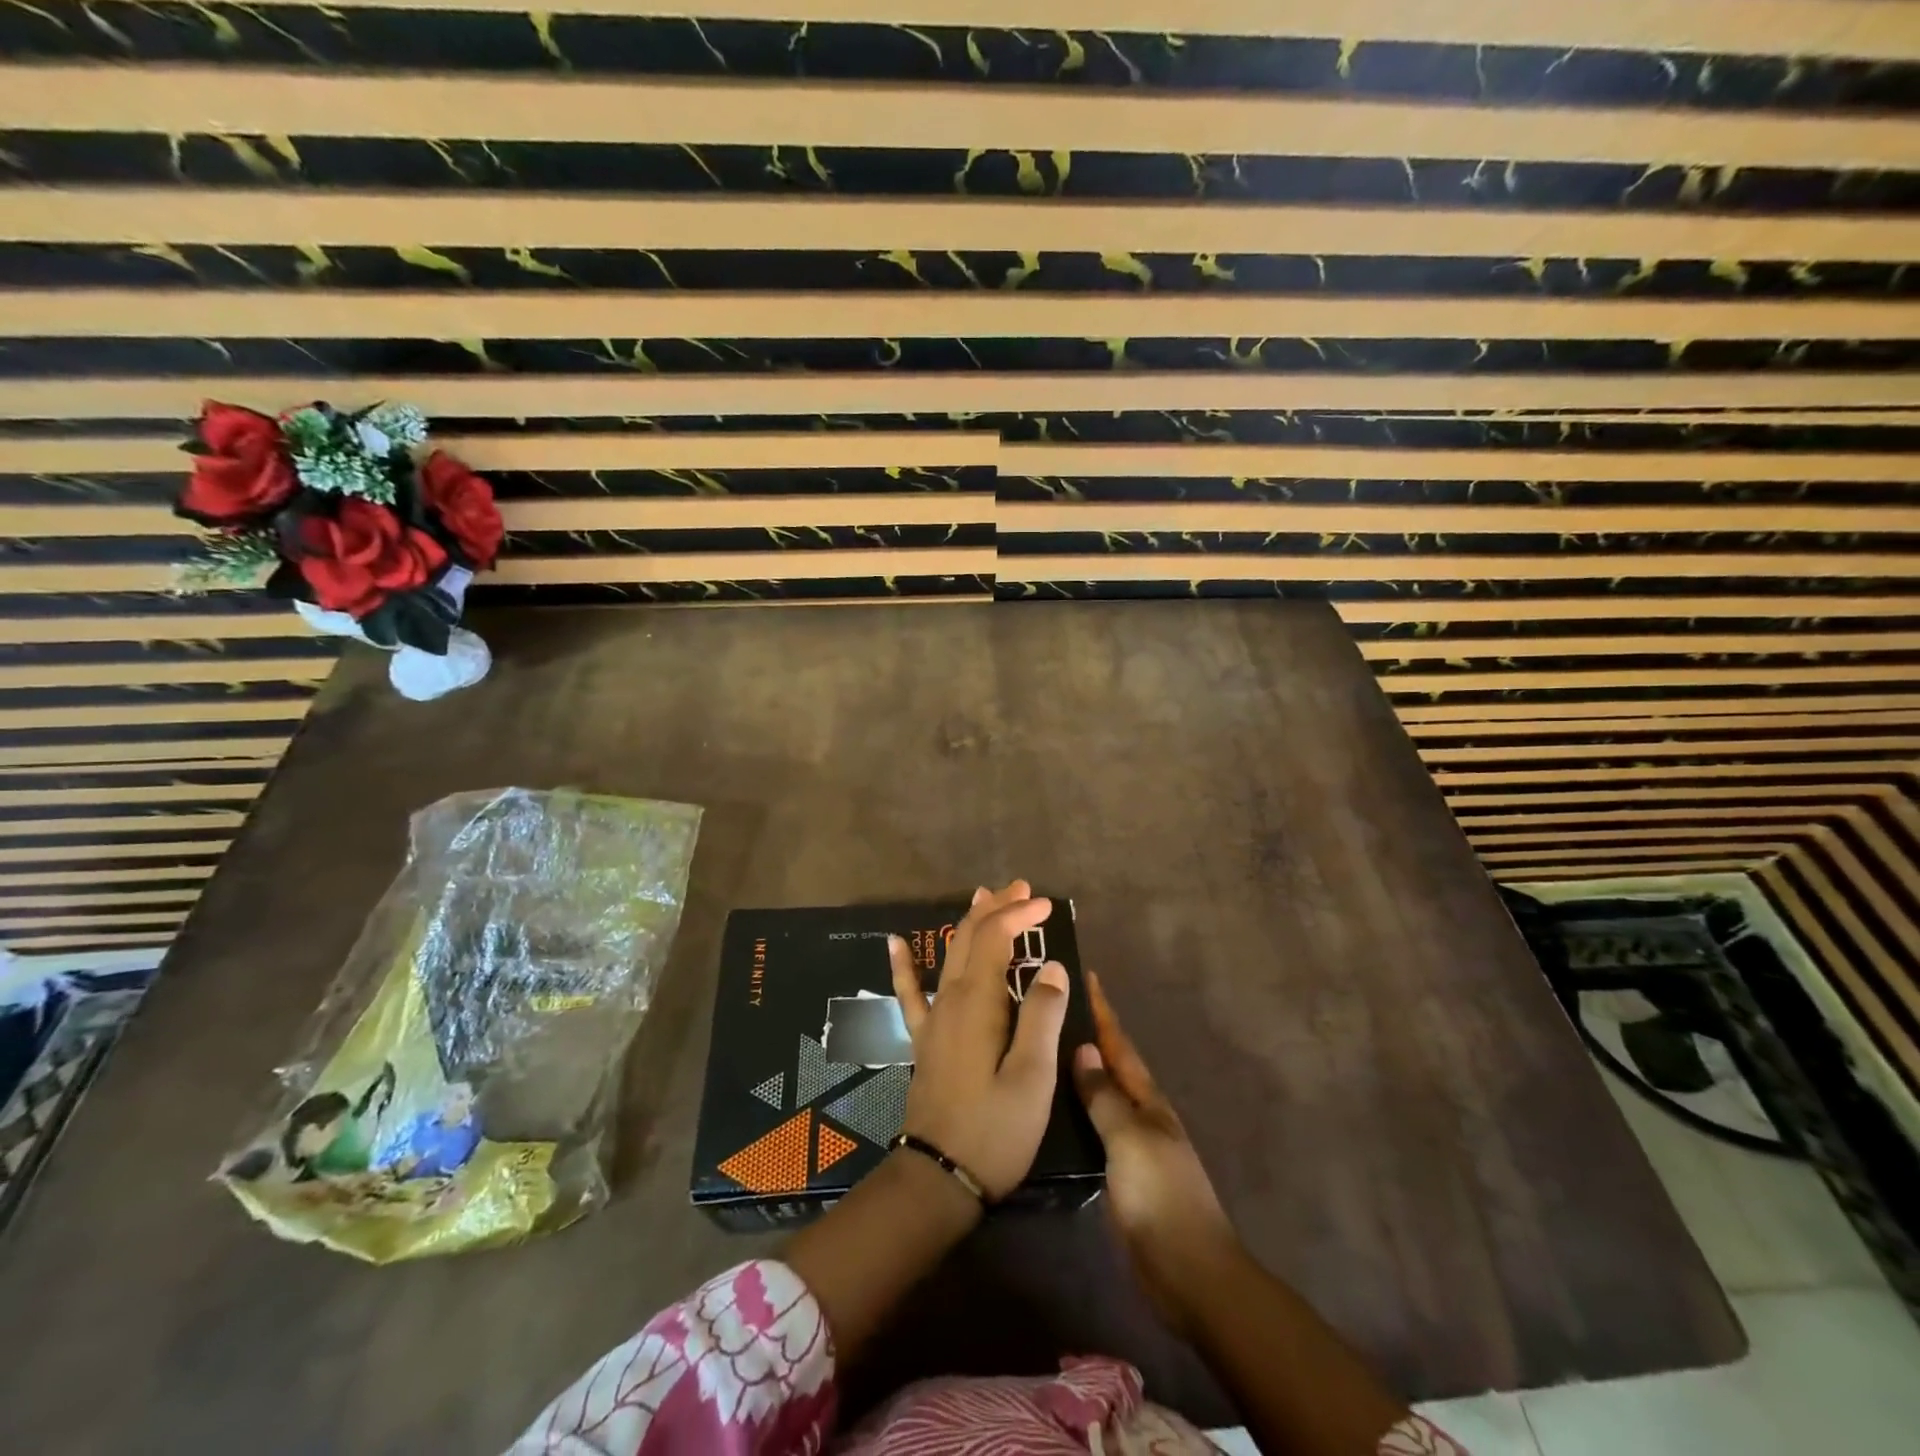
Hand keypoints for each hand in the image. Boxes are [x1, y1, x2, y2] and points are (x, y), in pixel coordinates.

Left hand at [889, 880, 1070, 1199]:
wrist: (939, 1177)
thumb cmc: (995, 1130)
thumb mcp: (1032, 1077)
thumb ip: (1042, 1016)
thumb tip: (1051, 966)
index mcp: (978, 1002)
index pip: (997, 938)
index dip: (1020, 915)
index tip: (1048, 905)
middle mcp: (951, 999)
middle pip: (971, 937)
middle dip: (997, 908)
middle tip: (1023, 889)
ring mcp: (933, 1018)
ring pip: (949, 954)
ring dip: (969, 923)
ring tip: (983, 896)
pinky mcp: (924, 1039)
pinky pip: (910, 991)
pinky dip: (904, 964)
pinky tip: (894, 942)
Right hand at [1073, 970, 1238, 1332]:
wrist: (1189, 1272)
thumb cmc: (1160, 1195)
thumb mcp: (1129, 1138)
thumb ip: (1105, 1096)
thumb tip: (1083, 1049)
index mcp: (1147, 1099)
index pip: (1119, 1044)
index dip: (1102, 1010)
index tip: (1085, 974)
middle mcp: (1140, 1114)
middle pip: (1110, 1064)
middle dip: (1088, 1032)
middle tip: (1052, 1006)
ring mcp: (1130, 1144)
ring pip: (1100, 1094)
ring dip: (1079, 1069)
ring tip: (1044, 1047)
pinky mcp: (1119, 1172)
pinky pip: (1093, 1127)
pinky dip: (1076, 1108)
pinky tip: (1052, 1108)